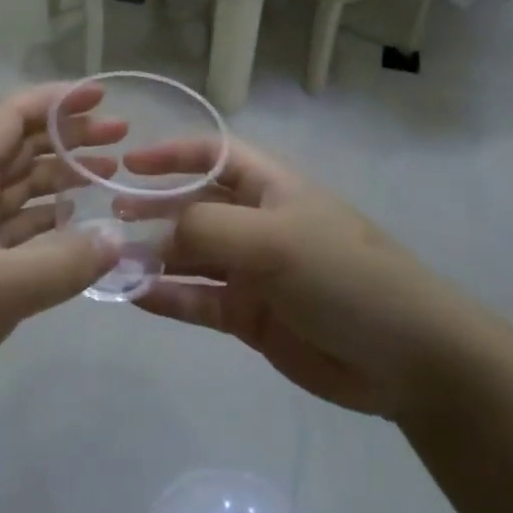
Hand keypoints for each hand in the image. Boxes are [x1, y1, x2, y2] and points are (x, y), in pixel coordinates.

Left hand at [0, 82, 123, 430]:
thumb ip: (64, 263)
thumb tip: (118, 240)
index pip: (10, 116)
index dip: (56, 101)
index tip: (102, 98)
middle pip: (20, 147)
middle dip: (68, 137)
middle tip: (121, 138)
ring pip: (20, 187)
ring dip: (62, 178)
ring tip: (110, 176)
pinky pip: (16, 226)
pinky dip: (49, 221)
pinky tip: (79, 227)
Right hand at [128, 137, 481, 417]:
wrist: (406, 358)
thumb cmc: (345, 276)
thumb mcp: (276, 239)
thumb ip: (208, 228)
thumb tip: (155, 234)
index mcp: (270, 188)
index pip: (213, 155)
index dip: (171, 155)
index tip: (127, 163)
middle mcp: (256, 224)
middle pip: (193, 207)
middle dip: (152, 209)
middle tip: (107, 218)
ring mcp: (251, 272)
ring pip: (189, 257)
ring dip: (152, 257)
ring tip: (109, 261)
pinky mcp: (248, 316)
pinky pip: (197, 300)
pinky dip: (167, 297)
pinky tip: (134, 295)